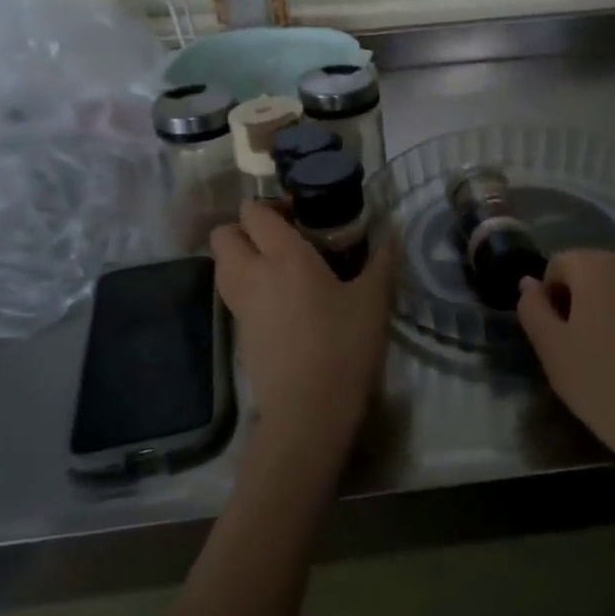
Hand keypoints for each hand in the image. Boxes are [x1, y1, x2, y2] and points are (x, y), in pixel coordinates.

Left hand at [211, 202, 394, 457]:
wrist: (308, 410)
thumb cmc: (343, 346)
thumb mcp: (373, 300)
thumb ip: (382, 260)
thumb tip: (392, 233)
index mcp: (283, 256)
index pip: (253, 212)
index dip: (271, 205)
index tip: (301, 215)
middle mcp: (252, 273)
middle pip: (224, 234)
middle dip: (245, 228)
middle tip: (282, 238)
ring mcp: (240, 305)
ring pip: (222, 265)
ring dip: (242, 256)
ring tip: (280, 267)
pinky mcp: (238, 333)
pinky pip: (233, 294)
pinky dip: (248, 287)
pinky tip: (282, 302)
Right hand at [515, 251, 614, 475]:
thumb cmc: (601, 385)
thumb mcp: (551, 350)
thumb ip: (532, 308)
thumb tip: (529, 282)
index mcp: (596, 267)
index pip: (560, 264)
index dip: (550, 295)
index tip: (556, 332)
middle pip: (597, 268)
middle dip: (584, 295)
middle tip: (582, 342)